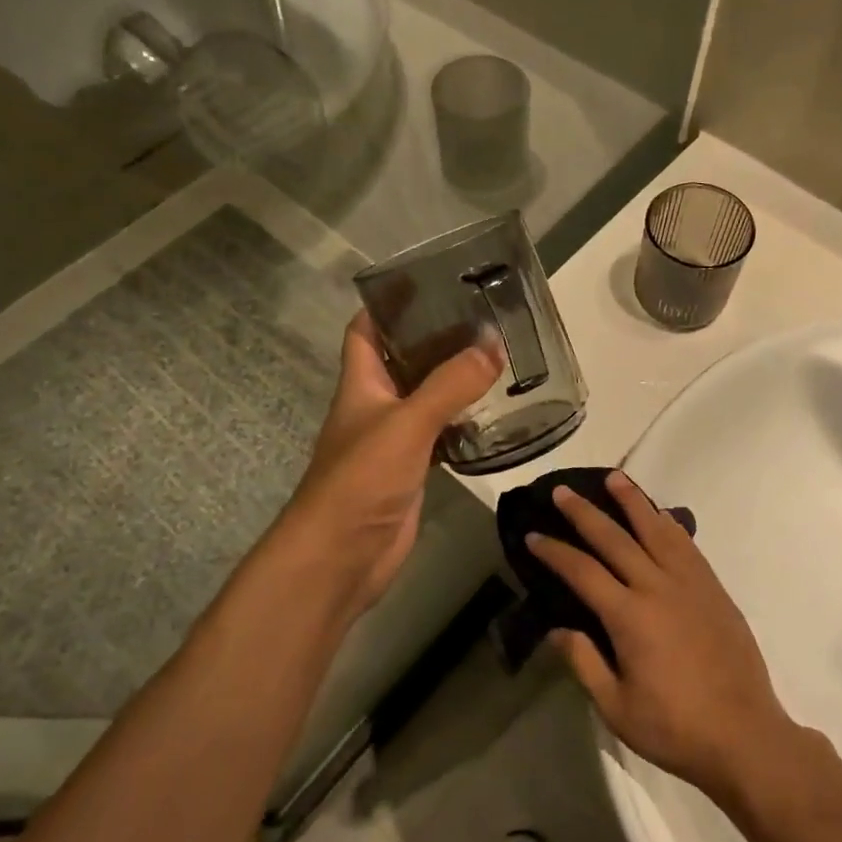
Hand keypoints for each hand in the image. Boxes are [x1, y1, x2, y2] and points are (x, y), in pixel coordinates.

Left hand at [279, 312, 499, 613]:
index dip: (389, 304)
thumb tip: (492, 345)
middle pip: (404, 360)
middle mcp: (376, 405)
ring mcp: (395, 439)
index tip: (430, 283)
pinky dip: (464, 422)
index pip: (367, 330)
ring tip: (498, 356)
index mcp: (361, 383)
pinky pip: (442, 434)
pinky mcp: (413, 469)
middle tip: (483, 318)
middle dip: (436, 338)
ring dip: (455, 380)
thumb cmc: (361, 479)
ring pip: (427, 397)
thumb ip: (450, 385)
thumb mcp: (407, 423)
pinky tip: (495, 413)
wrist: (342, 557)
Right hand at [529, 472, 798, 802]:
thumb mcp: (617, 708)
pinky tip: (660, 514)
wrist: (745, 736)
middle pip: (615, 538)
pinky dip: (669, 523)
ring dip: (632, 501)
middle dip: (584, 513)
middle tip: (563, 491)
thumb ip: (584, 662)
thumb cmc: (675, 728)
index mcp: (629, 616)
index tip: (532, 536)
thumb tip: (556, 630)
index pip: (582, 572)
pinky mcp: (713, 589)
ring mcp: (690, 584)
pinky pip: (686, 545)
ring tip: (614, 478)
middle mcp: (657, 587)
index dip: (554, 552)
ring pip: (655, 529)